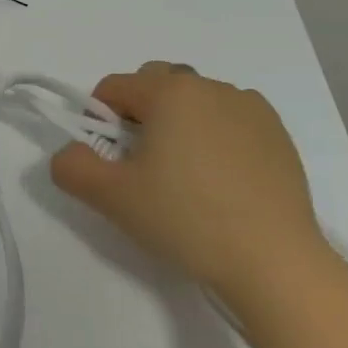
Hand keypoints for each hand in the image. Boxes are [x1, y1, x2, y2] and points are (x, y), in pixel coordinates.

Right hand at [50, 62, 324, 304]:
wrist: (275, 263)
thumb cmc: (186, 219)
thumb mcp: (111, 197)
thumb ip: (72, 167)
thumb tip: (70, 153)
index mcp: (169, 91)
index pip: (114, 86)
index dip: (99, 118)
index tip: (109, 159)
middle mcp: (210, 86)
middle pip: (156, 83)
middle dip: (140, 113)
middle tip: (143, 163)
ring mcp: (250, 108)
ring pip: (195, 100)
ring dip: (180, 121)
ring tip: (185, 174)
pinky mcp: (278, 134)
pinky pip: (231, 118)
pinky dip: (217, 134)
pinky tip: (221, 179)